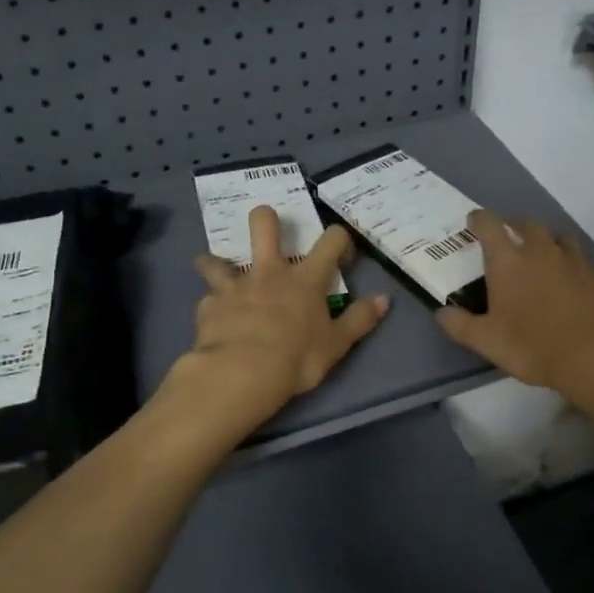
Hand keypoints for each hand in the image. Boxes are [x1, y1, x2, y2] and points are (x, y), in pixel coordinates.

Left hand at [164, 205, 389, 437]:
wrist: (243, 373)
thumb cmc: (297, 358)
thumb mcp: (337, 344)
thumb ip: (360, 319)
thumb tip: (385, 299)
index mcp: (306, 279)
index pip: (330, 241)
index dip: (339, 238)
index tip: (341, 250)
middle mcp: (269, 272)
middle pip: (264, 225)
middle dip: (266, 219)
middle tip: (268, 231)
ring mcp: (235, 286)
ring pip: (217, 260)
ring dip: (216, 263)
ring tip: (216, 270)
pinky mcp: (209, 305)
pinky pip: (208, 299)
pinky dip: (212, 305)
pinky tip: (214, 317)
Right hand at [436, 210, 593, 396]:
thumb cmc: (532, 346)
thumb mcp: (486, 341)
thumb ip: (460, 325)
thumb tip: (442, 313)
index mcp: (509, 262)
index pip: (489, 225)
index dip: (479, 220)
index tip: (473, 221)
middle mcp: (541, 252)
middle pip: (527, 224)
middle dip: (514, 225)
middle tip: (508, 237)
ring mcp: (575, 262)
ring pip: (559, 237)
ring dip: (547, 240)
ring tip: (542, 254)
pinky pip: (581, 262)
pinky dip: (571, 266)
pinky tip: (571, 283)